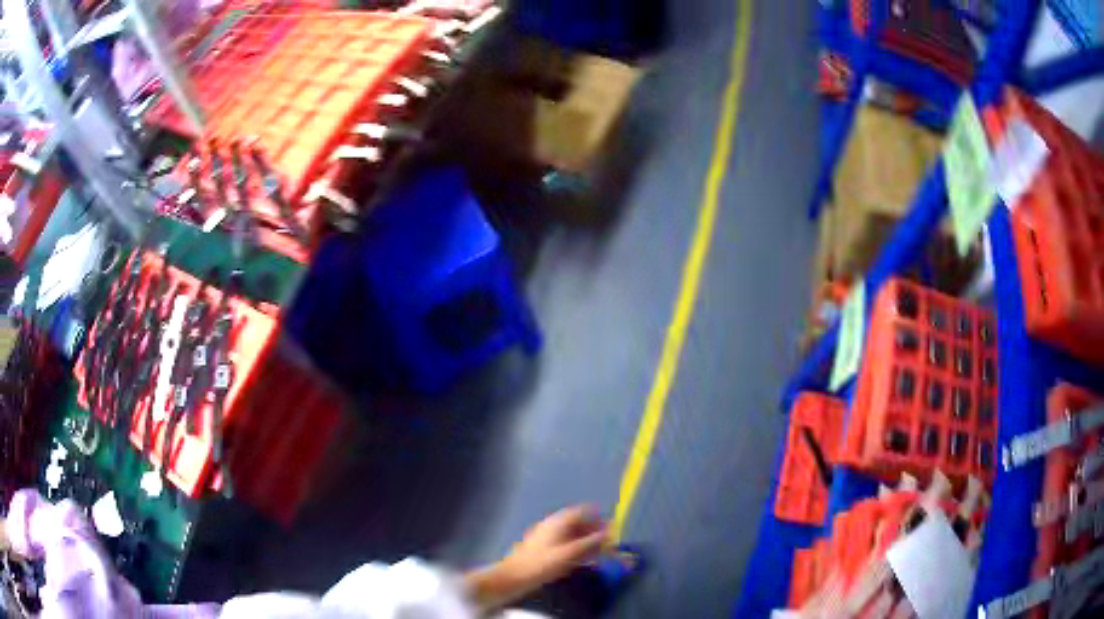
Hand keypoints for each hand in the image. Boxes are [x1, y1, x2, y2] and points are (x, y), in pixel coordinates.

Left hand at [504, 505, 606, 585]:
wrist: (515, 577)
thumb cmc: (542, 563)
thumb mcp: (570, 553)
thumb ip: (590, 542)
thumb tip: (608, 533)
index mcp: (557, 522)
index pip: (581, 512)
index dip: (597, 516)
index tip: (611, 525)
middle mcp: (553, 527)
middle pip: (578, 524)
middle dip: (594, 531)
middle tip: (609, 541)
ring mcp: (548, 538)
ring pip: (573, 536)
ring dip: (588, 542)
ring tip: (601, 552)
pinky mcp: (546, 550)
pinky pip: (566, 545)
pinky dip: (578, 549)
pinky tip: (586, 559)